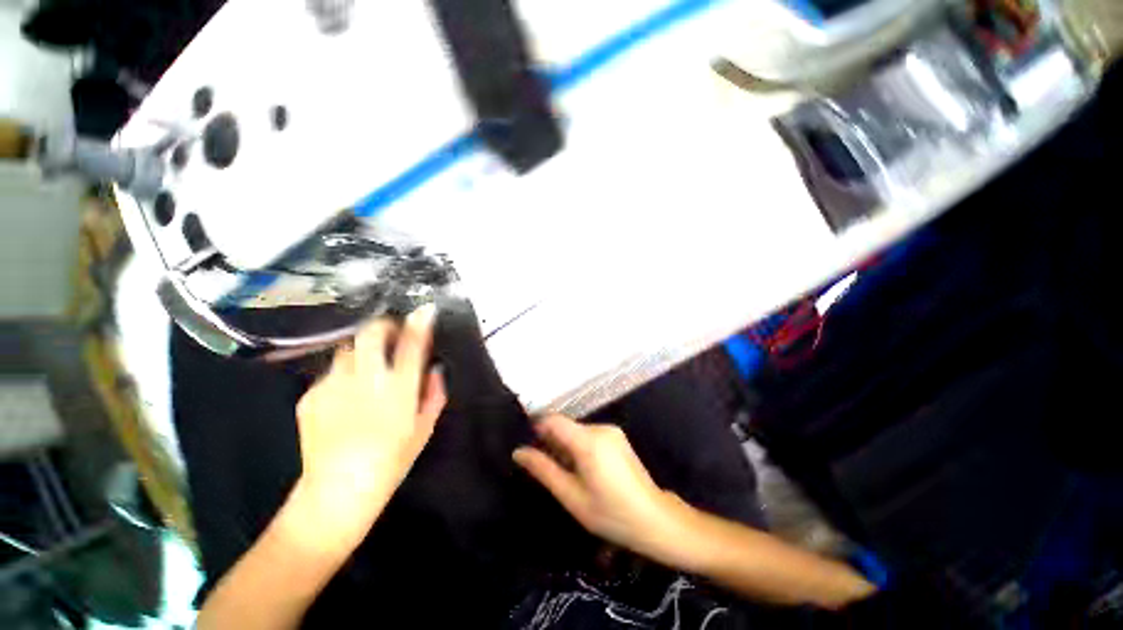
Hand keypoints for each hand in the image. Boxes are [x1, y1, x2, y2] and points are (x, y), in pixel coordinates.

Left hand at [291, 305, 446, 548]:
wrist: (337, 491)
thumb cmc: (392, 460)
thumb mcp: (424, 428)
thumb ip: (434, 393)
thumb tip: (434, 369)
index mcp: (398, 389)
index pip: (412, 344)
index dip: (419, 322)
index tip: (425, 310)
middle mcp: (365, 381)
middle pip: (370, 333)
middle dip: (383, 326)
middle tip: (391, 334)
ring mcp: (333, 386)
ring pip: (347, 349)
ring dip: (362, 352)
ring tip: (366, 370)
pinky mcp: (310, 396)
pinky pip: (330, 373)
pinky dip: (342, 376)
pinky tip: (344, 397)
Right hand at [513, 415, 688, 561]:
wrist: (654, 519)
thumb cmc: (610, 513)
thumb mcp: (571, 496)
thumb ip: (544, 470)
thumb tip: (519, 452)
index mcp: (588, 440)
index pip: (554, 420)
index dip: (537, 428)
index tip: (528, 446)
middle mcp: (601, 428)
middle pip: (566, 426)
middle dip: (552, 442)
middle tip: (545, 469)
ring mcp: (612, 431)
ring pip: (577, 431)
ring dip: (566, 446)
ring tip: (565, 475)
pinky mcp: (618, 437)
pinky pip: (590, 436)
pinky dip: (580, 447)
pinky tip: (583, 471)